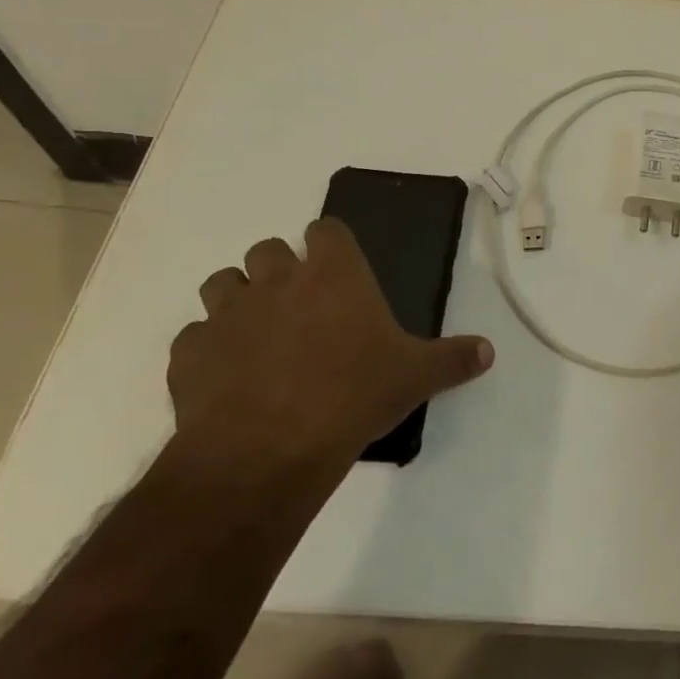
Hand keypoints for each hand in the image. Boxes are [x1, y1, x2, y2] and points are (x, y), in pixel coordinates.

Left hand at [166, 219, 492, 481]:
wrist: (269, 449)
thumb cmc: (354, 394)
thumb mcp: (416, 376)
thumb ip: (454, 359)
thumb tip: (489, 352)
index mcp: (333, 273)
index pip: (326, 229)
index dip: (330, 244)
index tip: (338, 268)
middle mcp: (277, 280)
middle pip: (268, 249)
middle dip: (280, 269)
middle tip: (301, 306)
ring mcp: (227, 314)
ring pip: (221, 283)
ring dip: (237, 300)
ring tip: (258, 334)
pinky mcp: (189, 354)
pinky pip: (194, 338)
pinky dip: (207, 350)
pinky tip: (227, 377)